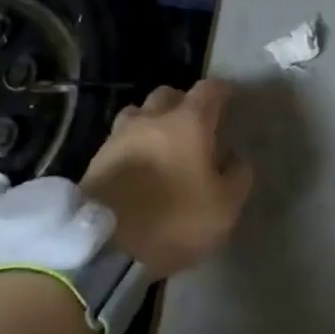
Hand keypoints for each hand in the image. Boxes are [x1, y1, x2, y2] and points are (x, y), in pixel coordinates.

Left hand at [80, 79, 252, 280]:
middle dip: (182, 104)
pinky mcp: (98, 156)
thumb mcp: (223, 208)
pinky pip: (121, 139)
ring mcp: (121, 133)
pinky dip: (132, 145)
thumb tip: (235, 158)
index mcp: (189, 121)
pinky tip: (138, 165)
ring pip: (140, 113)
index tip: (228, 100)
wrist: (106, 244)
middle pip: (169, 94)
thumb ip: (237, 177)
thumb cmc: (174, 220)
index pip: (209, 89)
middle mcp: (153, 117)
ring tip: (161, 144)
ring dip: (152, 122)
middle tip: (193, 126)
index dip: (220, 92)